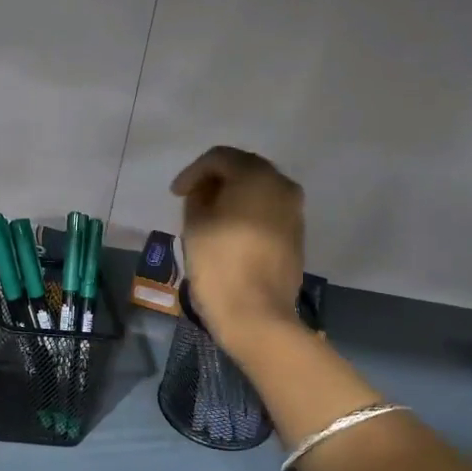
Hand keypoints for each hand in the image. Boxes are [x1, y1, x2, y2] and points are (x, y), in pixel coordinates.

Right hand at [170, 146, 305, 350]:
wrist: (256, 313)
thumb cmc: (219, 264)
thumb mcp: (195, 225)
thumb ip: (198, 198)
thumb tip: (207, 192)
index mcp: (257, 176)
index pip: (220, 157)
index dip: (193, 172)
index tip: (175, 194)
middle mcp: (282, 185)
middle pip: (244, 169)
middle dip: (216, 180)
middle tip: (192, 198)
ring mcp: (294, 211)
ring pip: (259, 190)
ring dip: (233, 196)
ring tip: (209, 215)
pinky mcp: (296, 234)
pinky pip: (268, 211)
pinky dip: (248, 213)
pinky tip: (229, 231)